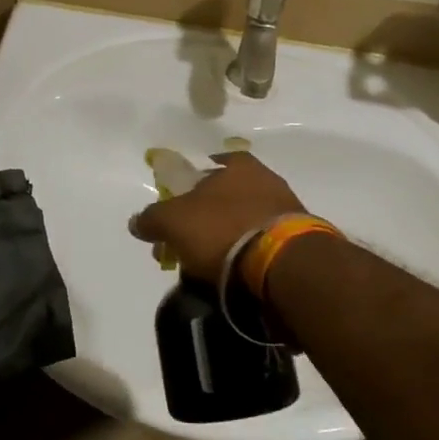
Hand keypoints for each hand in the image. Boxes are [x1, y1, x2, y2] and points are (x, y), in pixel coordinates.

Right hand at [129, 152, 307, 283]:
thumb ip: (153, 218)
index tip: (178, 209)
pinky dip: (251, 256)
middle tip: (189, 244)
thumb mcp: (174, 221)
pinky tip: (239, 274)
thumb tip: (137, 221)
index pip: (209, 165)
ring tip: (212, 266)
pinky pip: (265, 244)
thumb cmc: (224, 229)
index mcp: (238, 165)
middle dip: (207, 218)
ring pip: (247, 221)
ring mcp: (288, 210)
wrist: (285, 264)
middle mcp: (266, 179)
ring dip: (230, 239)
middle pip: (227, 196)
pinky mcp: (301, 241)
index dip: (189, 186)